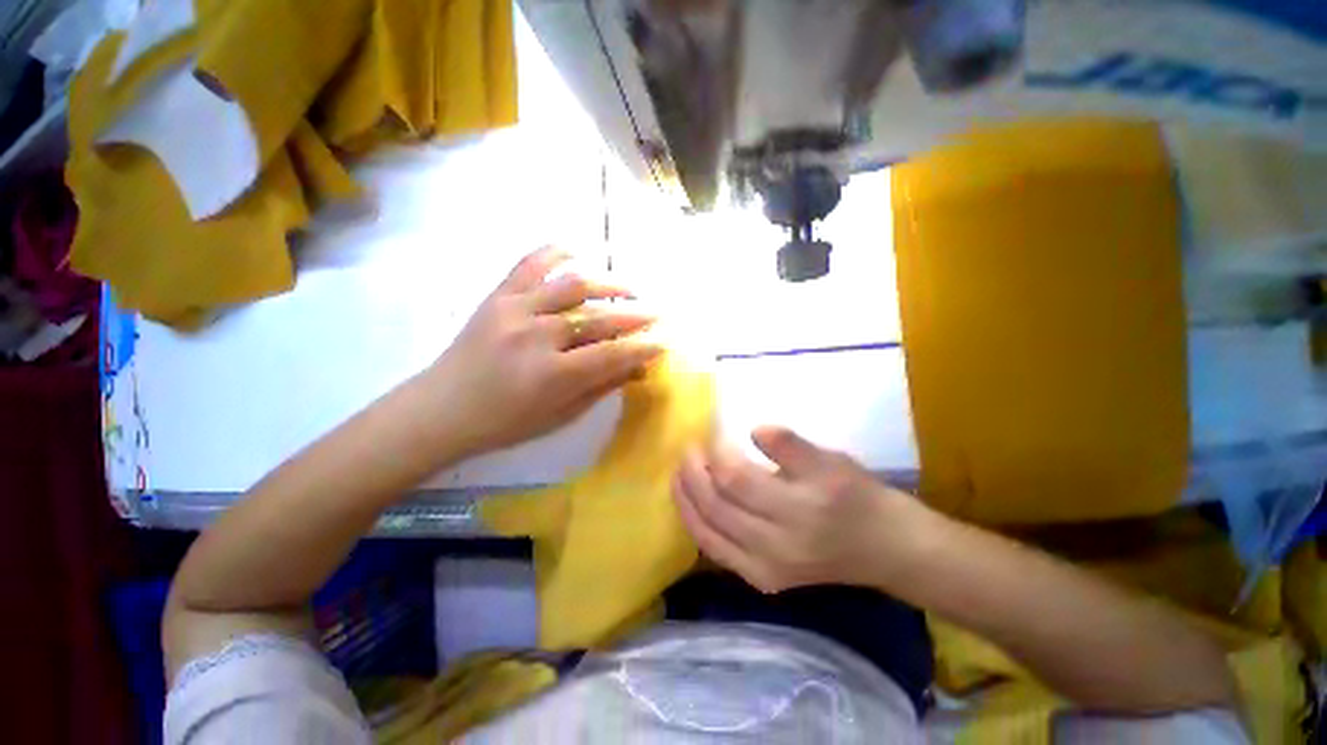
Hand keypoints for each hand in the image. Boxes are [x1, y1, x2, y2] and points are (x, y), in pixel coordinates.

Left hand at [425, 247, 662, 456]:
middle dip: (635, 316)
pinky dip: (555, 252)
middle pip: (598, 318)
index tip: (664, 341)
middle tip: (657, 313)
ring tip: (629, 288)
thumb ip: (601, 387)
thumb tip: (637, 367)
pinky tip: (577, 252)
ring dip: (609, 284)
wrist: (442, 408)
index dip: (642, 347)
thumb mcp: (560, 415)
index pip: (611, 355)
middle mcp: (536, 337)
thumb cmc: (505, 422)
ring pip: (573, 286)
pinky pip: (530, 264)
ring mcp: (514, 310)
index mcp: (552, 375)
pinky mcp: (498, 296)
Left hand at [673, 427, 933, 593]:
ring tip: (677, 475)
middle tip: (686, 451)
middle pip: (717, 507)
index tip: (706, 437)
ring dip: (686, 501)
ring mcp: (767, 571)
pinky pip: (718, 553)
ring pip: (709, 533)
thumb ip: (790, 445)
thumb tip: (752, 429)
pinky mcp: (763, 582)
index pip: (736, 481)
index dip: (714, 457)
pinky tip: (689, 506)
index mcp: (799, 510)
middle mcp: (778, 547)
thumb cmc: (857, 495)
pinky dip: (697, 527)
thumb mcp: (829, 460)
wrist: (883, 548)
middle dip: (692, 476)